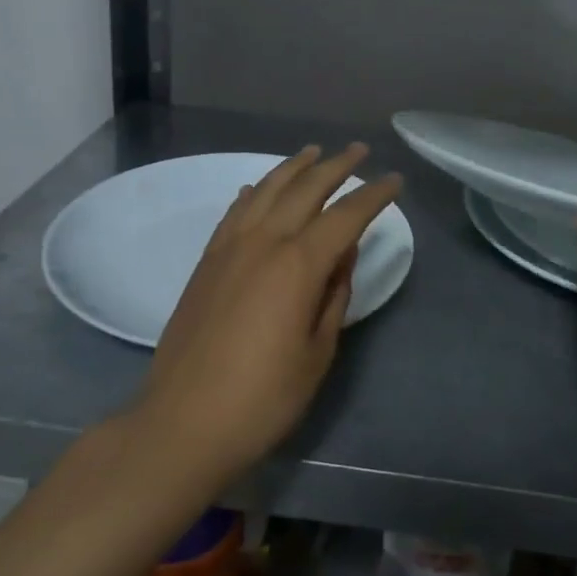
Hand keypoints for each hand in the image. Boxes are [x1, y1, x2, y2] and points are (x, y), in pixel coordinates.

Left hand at [136, 144, 402, 481]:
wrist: (181, 424)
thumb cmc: (262, 398)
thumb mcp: (317, 353)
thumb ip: (333, 295)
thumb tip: (343, 255)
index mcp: (297, 265)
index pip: (345, 216)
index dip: (374, 196)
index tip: (395, 181)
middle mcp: (263, 242)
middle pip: (306, 189)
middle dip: (337, 166)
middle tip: (359, 150)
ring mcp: (229, 249)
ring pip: (266, 191)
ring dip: (294, 167)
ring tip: (314, 151)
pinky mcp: (206, 263)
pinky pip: (234, 212)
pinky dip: (254, 193)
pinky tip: (259, 188)